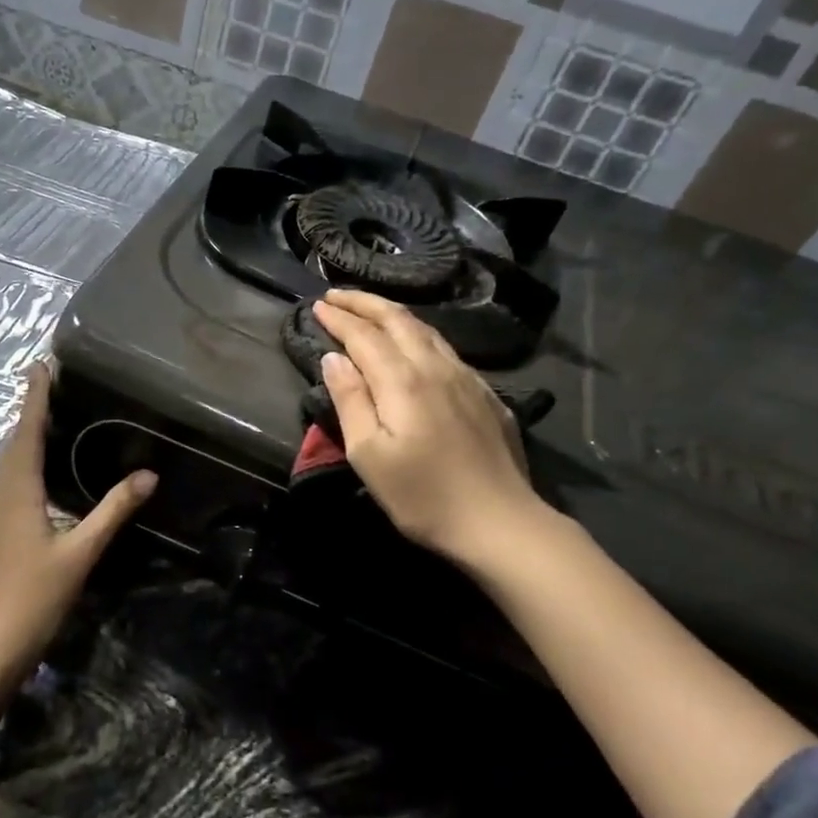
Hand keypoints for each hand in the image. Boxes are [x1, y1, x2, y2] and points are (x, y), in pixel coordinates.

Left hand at [0, 365, 154, 679]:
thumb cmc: (33, 597)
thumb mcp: (80, 553)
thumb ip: (112, 512)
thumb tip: (148, 475)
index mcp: (18, 493)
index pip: (26, 433)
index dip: (34, 399)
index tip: (38, 365)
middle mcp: (0, 497)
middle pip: (13, 444)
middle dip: (29, 412)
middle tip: (48, 384)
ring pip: (8, 466)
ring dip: (24, 438)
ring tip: (46, 419)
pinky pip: (9, 485)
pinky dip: (23, 465)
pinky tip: (38, 475)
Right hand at [313, 289, 546, 569]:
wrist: (500, 522)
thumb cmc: (422, 496)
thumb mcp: (369, 455)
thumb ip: (350, 400)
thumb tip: (334, 358)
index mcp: (403, 381)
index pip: (364, 335)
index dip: (340, 318)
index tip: (317, 305)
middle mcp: (436, 367)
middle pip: (398, 320)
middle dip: (364, 302)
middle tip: (336, 294)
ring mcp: (467, 378)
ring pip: (426, 330)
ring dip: (393, 314)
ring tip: (370, 310)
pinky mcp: (485, 394)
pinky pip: (446, 349)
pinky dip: (419, 335)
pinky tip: (415, 345)